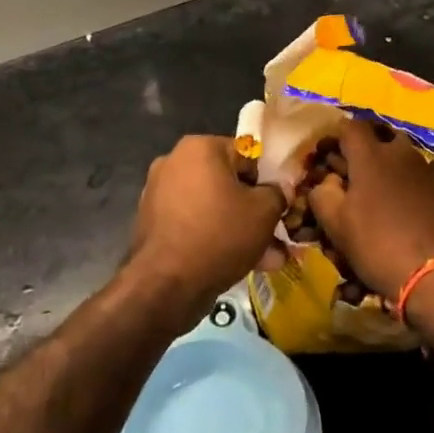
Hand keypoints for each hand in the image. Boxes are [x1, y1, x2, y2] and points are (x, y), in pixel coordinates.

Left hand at [128, 135, 286, 325]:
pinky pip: (194, 223)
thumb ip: (277, 193)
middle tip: (276, 234)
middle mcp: (174, 162)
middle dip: (254, 210)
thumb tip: (279, 190)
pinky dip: (214, 238)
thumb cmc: (220, 234)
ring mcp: (159, 193)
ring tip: (266, 258)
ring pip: (213, 207)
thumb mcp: (264, 211)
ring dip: (239, 228)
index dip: (268, 180)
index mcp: (199, 148)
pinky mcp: (153, 223)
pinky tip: (239, 265)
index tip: (280, 204)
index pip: (247, 154)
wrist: (166, 285)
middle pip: (228, 183)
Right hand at [308, 119, 433, 299]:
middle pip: (386, 139)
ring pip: (414, 161)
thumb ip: (324, 195)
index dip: (342, 137)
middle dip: (376, 152)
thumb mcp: (339, 228)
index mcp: (371, 157)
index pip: (351, 126)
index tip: (337, 154)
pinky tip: (433, 215)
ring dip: (404, 173)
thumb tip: (327, 180)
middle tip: (369, 179)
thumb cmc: (384, 249)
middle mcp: (405, 153)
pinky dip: (431, 191)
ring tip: (402, 201)